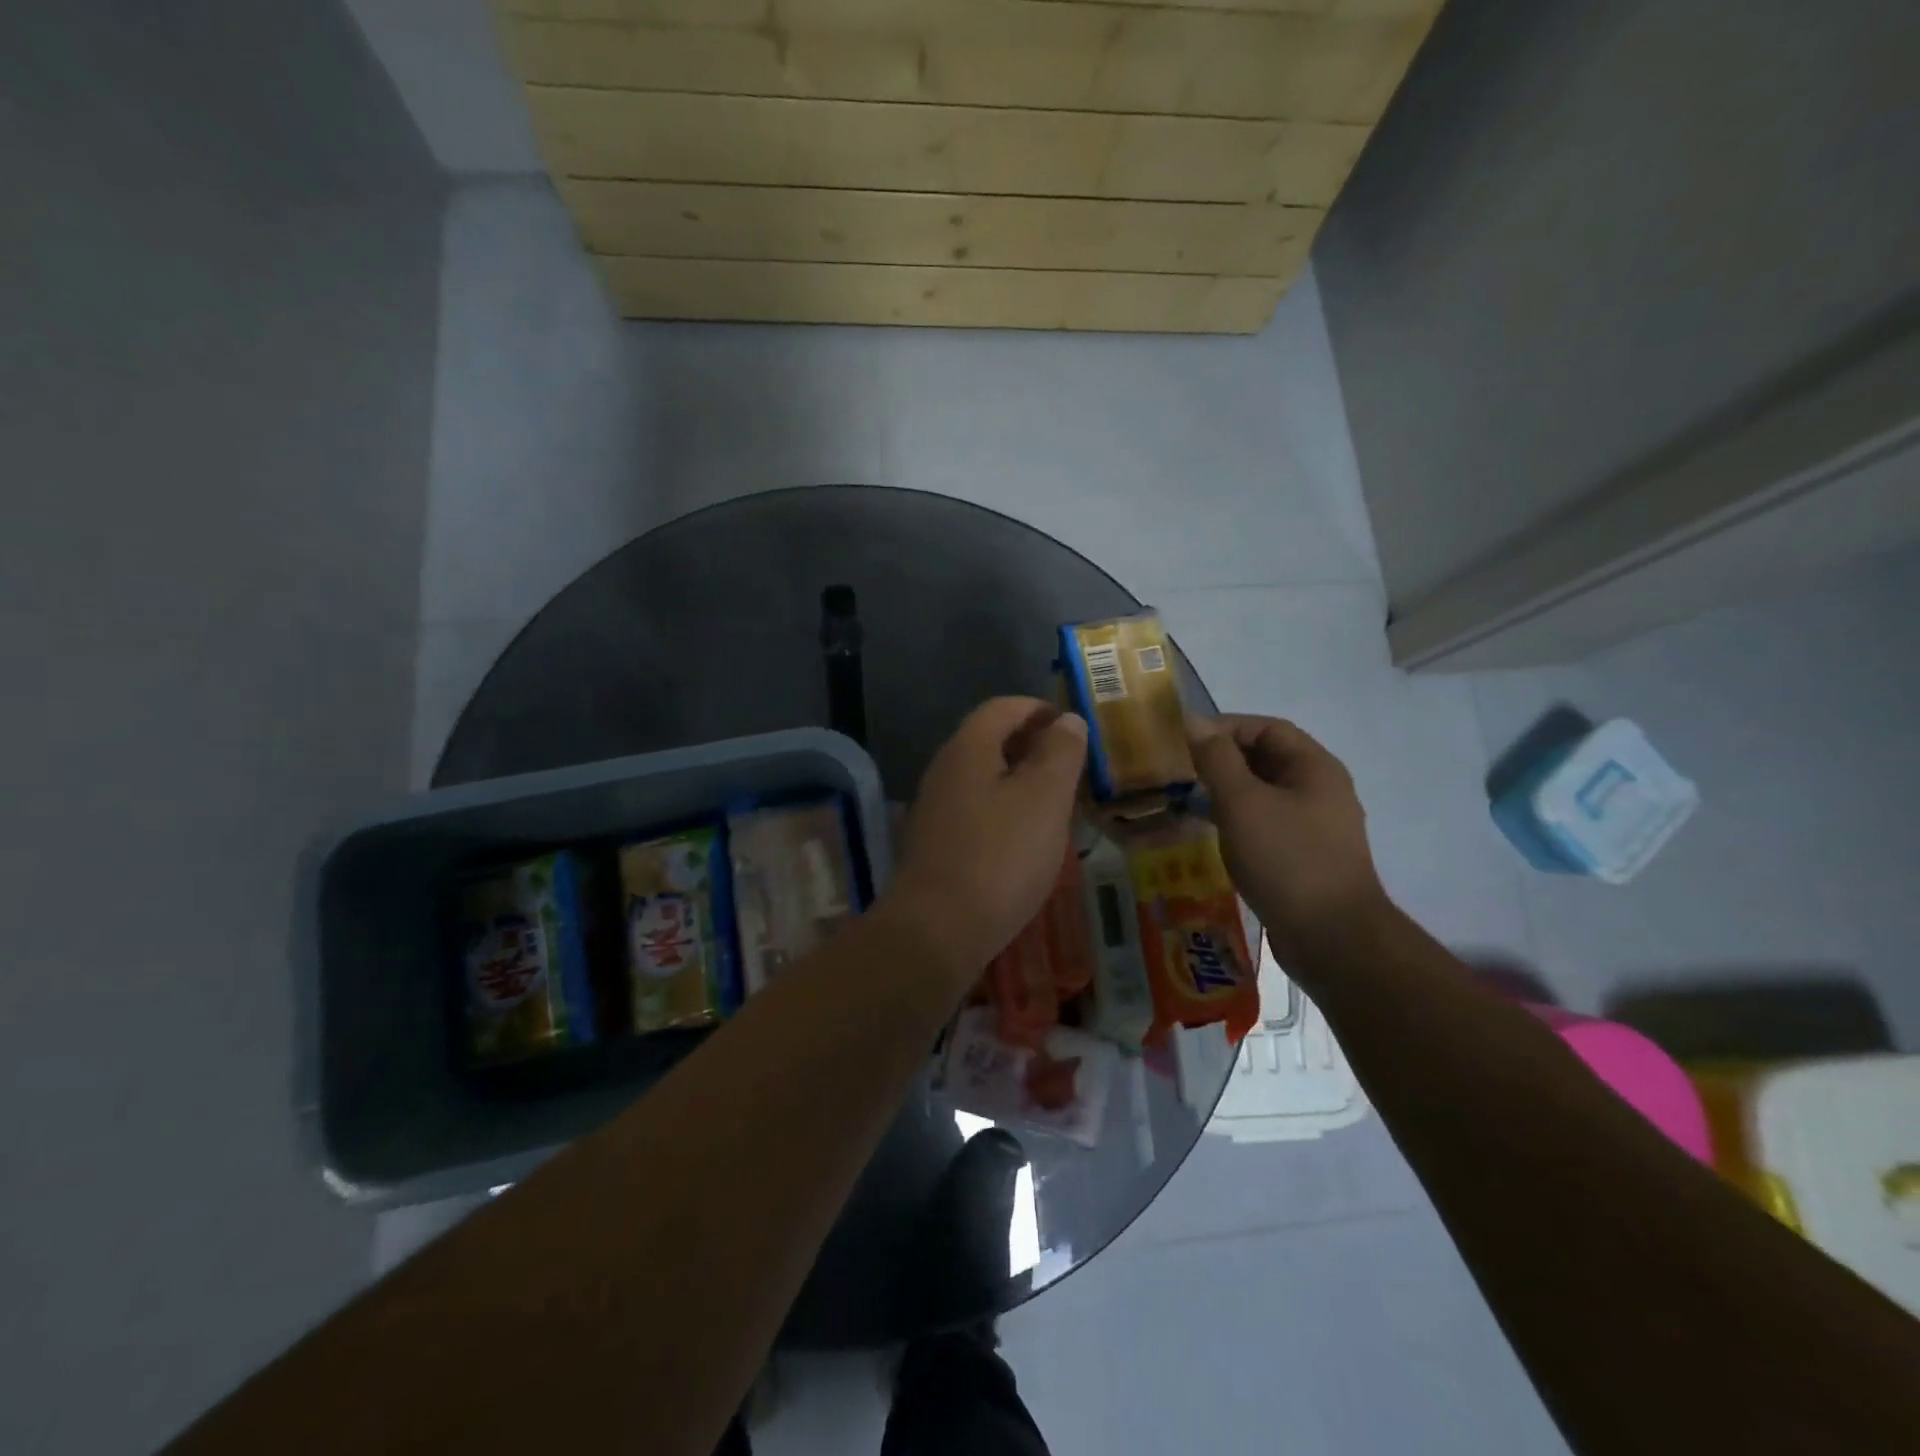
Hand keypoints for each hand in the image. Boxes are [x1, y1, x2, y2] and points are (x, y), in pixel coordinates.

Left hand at [886, 697, 1087, 984]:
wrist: (937, 931)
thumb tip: (1067, 720)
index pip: (1003, 707)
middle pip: (990, 740)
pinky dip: (1004, 810)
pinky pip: (976, 809)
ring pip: (983, 777)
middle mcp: (944, 770)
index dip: (1039, 709)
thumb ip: (1060, 753)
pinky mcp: (936, 843)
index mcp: (968, 748)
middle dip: (1032, 745)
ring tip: (1057, 802)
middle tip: (1072, 766)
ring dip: (1020, 780)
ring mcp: (935, 808)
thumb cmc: (999, 856)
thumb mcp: (1044, 798)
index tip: (1073, 727)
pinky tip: (1026, 838)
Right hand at [1187, 714, 1389, 961]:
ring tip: (1182, 801)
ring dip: (1223, 793)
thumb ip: (1216, 759)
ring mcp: (1312, 827)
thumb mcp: (1243, 802)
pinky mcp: (1301, 857)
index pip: (1266, 728)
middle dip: (1219, 760)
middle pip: (1264, 760)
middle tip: (1176, 770)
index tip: (1183, 740)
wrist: (1332, 939)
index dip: (1224, 727)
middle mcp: (1318, 791)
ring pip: (1261, 795)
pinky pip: (1263, 825)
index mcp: (1314, 768)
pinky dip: (1233, 822)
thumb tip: (1192, 720)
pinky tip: (1206, 836)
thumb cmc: (1287, 859)